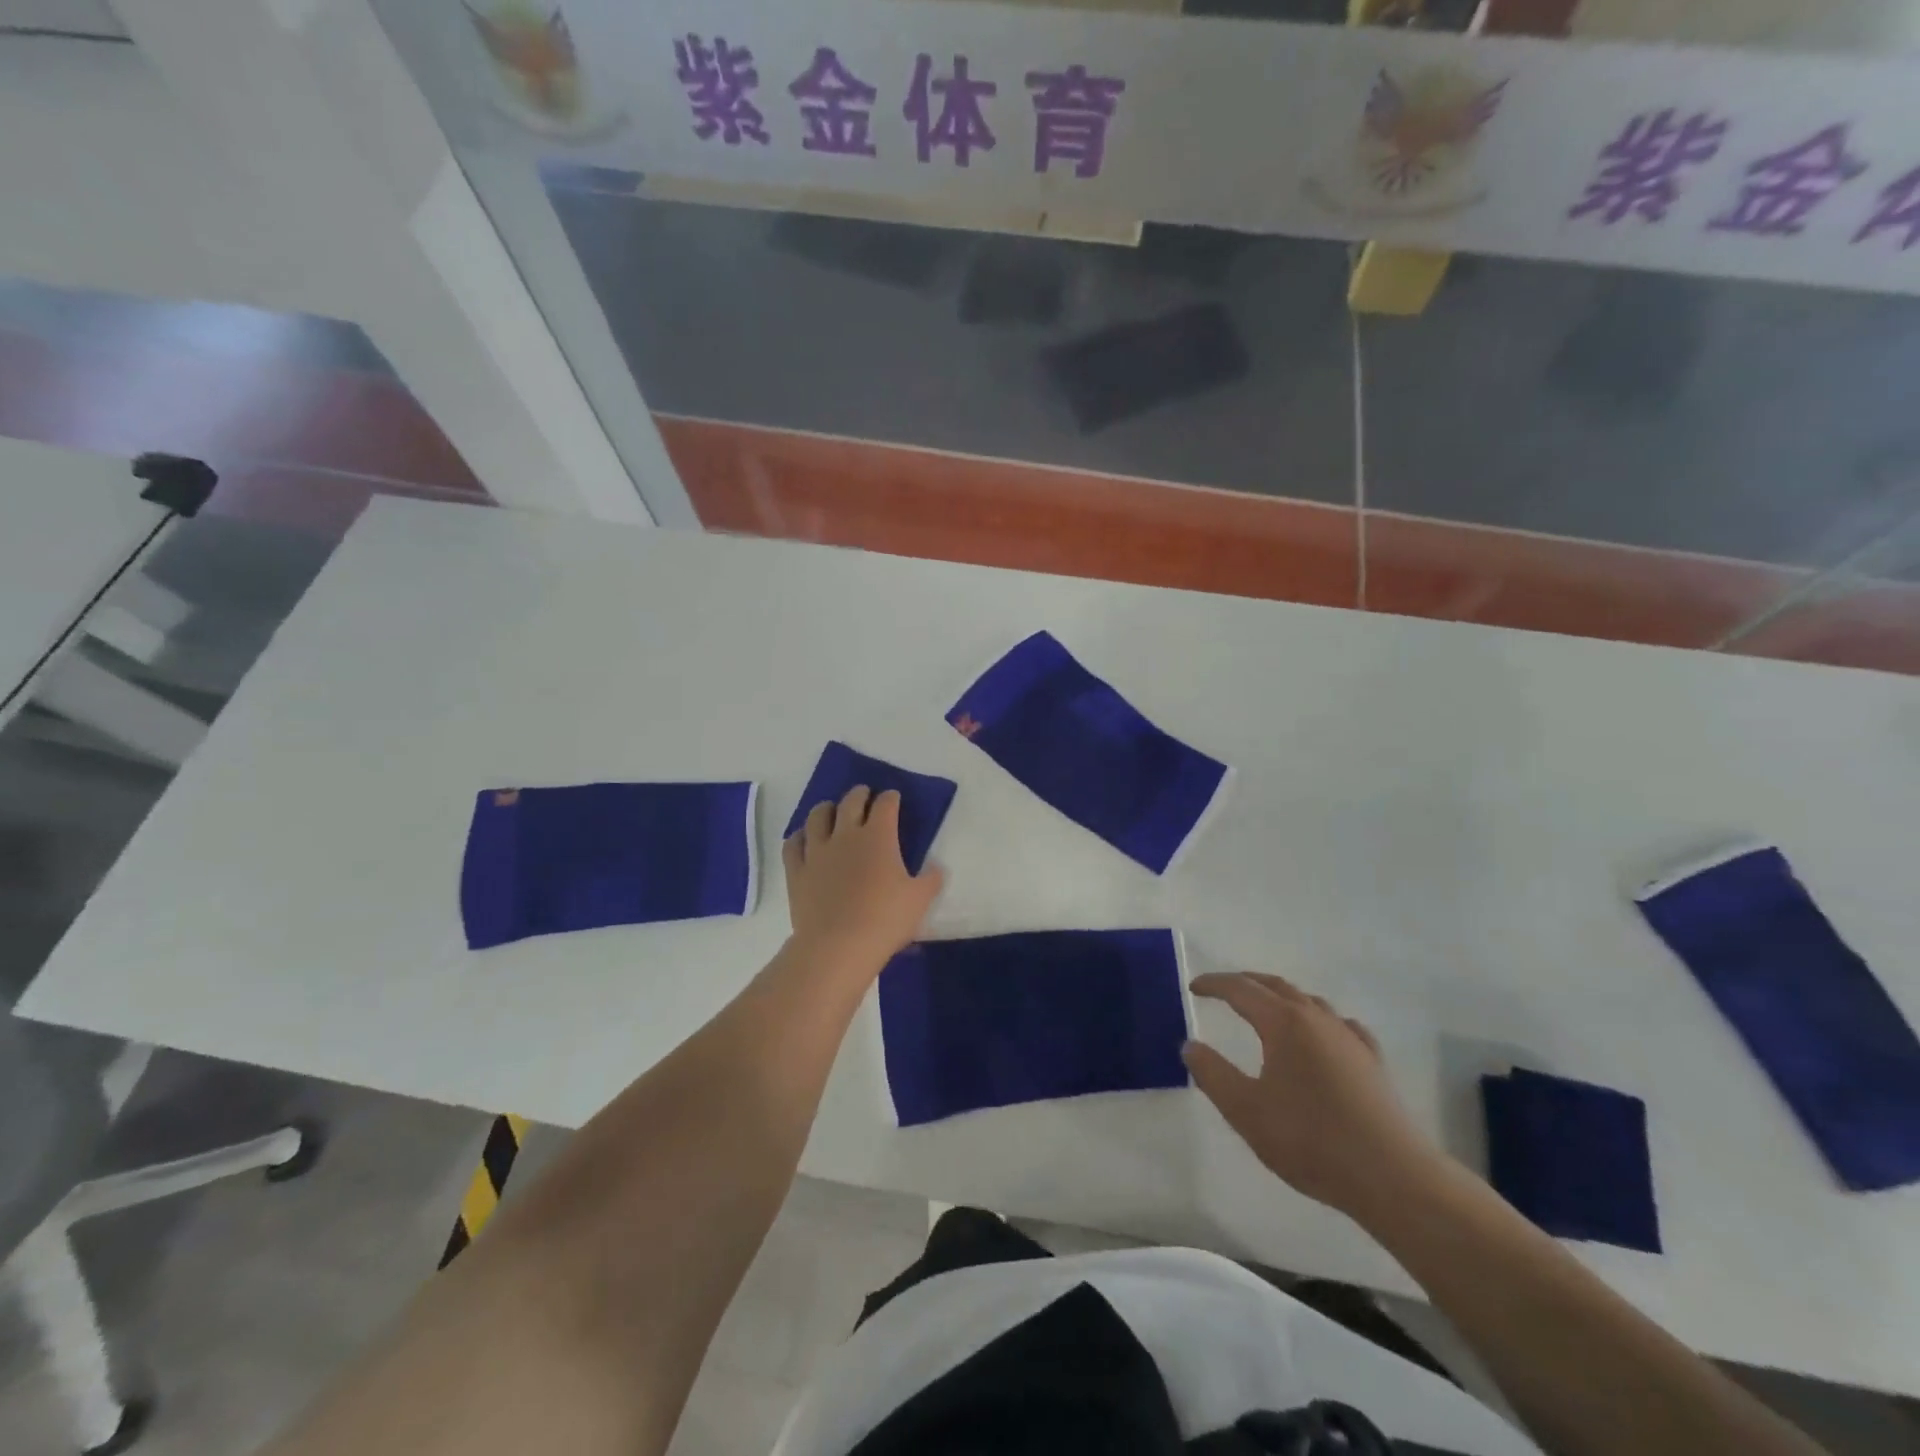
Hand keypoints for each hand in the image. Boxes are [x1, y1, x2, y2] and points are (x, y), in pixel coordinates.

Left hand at [782, 786, 943, 974]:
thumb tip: (936, 868)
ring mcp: (817, 851)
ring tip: (831, 810)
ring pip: (817, 816)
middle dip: (859, 794)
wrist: (838, 946)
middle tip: (864, 794)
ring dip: (826, 808)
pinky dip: (799, 836)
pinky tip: (803, 838)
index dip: (891, 797)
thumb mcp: (920, 900)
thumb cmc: (885, 920)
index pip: (885, 805)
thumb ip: (931, 880)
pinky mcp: (797, 871)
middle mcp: (845, 835)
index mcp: (878, 837)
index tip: (893, 798)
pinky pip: (793, 844)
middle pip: (850, 802)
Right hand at [1184, 972, 1440, 1221]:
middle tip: (1222, 990)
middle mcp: (1316, 1019)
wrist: (1393, 1178)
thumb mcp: (1246, 1111)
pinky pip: (1340, 1024)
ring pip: (1308, 1001)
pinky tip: (1323, 1035)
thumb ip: (1212, 1074)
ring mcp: (1349, 1038)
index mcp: (1283, 1023)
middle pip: (1275, 986)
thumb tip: (1190, 1045)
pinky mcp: (1373, 1062)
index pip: (1241, 989)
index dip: (1214, 984)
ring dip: (1280, 997)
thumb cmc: (1311, 1140)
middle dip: (1245, 983)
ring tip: (1265, 1009)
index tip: (1193, 987)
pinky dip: (1319, 1020)